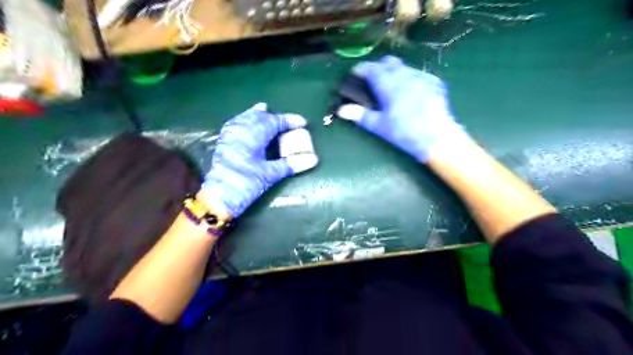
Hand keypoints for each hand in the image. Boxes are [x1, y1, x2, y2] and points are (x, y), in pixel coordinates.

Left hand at [201, 104, 318, 216]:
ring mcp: (229, 137)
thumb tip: (313, 159)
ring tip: (262, 108)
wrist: (219, 198)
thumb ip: (291, 164)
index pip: (273, 122)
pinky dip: (242, 120)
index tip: (302, 122)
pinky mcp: (223, 144)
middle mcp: (240, 132)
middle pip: (258, 117)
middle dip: (272, 116)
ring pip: (244, 119)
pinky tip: (242, 122)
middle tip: (285, 119)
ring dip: (255, 114)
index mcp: (252, 136)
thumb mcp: (270, 175)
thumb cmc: (245, 184)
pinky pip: (235, 125)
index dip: (288, 121)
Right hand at [339, 55, 466, 161]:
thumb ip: (360, 115)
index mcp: (389, 83)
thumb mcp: (379, 125)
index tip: (354, 74)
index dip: (361, 69)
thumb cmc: (404, 132)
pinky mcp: (434, 82)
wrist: (437, 137)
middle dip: (378, 67)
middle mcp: (405, 74)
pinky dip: (409, 78)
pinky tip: (409, 92)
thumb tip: (341, 110)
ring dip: (394, 72)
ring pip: (404, 67)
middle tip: (372, 80)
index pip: (371, 68)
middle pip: (388, 62)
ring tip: (391, 87)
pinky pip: (418, 74)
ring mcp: (422, 77)